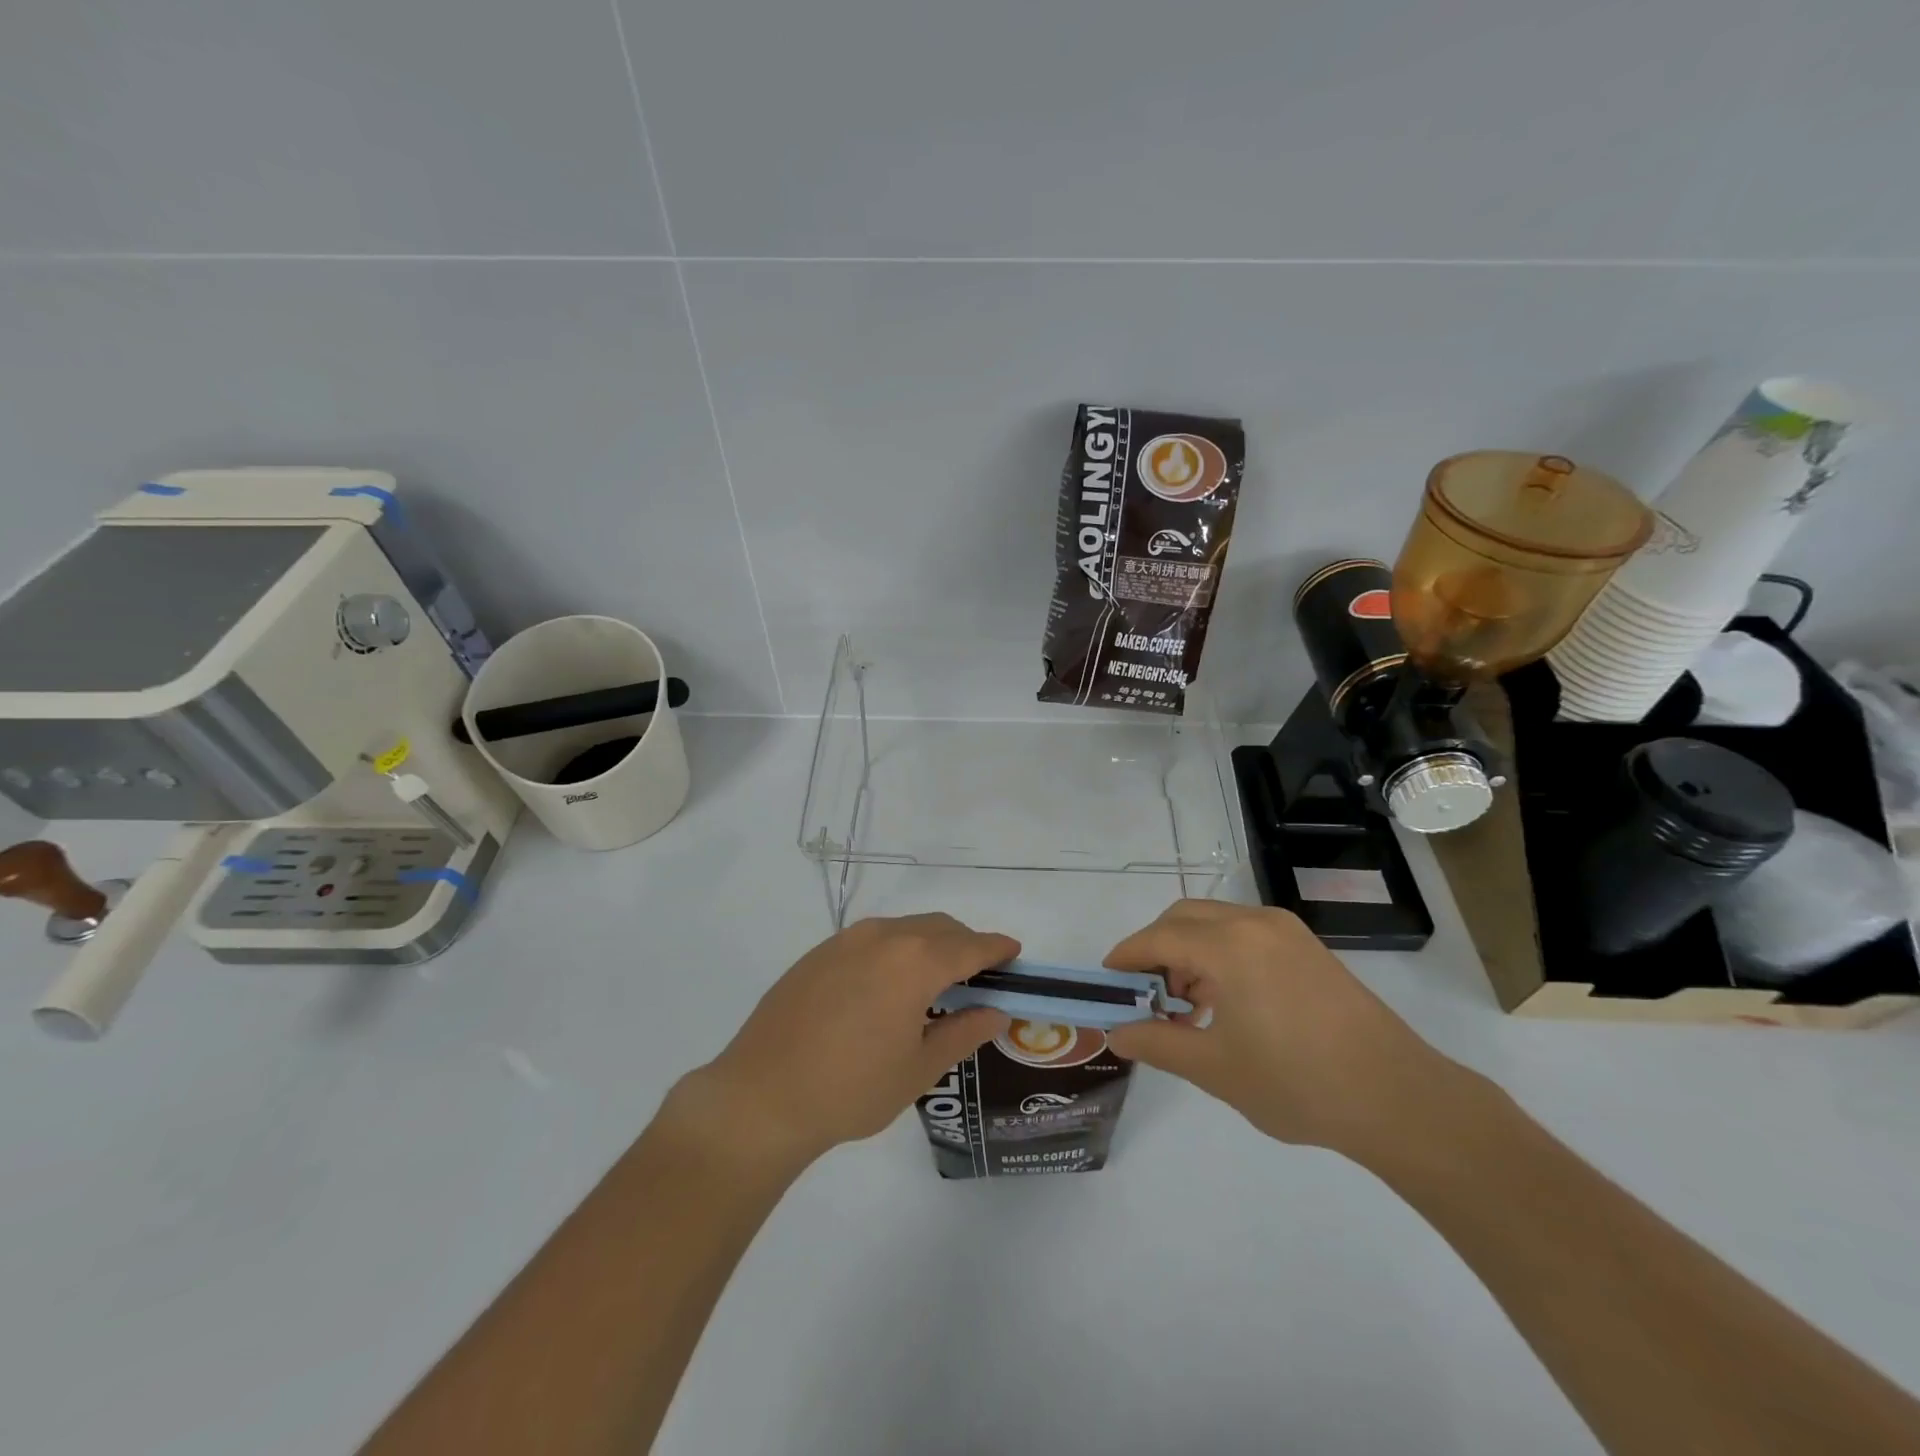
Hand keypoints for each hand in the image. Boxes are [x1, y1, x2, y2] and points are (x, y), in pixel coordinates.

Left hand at [675, 914, 1015, 1171]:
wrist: (761, 1096)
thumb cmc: (851, 1088)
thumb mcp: (919, 1068)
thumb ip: (963, 1033)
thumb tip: (996, 1012)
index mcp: (915, 961)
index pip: (970, 945)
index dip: (996, 947)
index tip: (1014, 952)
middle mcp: (883, 937)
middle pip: (939, 927)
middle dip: (965, 943)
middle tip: (978, 976)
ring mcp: (846, 940)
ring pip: (904, 928)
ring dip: (929, 944)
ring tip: (934, 981)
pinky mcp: (818, 953)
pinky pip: (872, 939)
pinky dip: (895, 950)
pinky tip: (887, 986)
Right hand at [1104, 900, 1465, 1160]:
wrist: (1398, 1098)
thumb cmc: (1298, 1083)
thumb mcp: (1215, 1068)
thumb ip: (1158, 1043)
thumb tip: (1116, 1033)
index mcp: (1228, 946)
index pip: (1158, 938)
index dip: (1126, 957)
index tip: (1106, 980)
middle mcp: (1254, 923)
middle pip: (1184, 918)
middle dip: (1155, 948)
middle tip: (1146, 994)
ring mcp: (1285, 931)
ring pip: (1215, 922)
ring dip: (1189, 951)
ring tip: (1188, 1005)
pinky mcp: (1307, 947)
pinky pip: (1245, 933)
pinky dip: (1220, 953)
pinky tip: (1227, 1001)